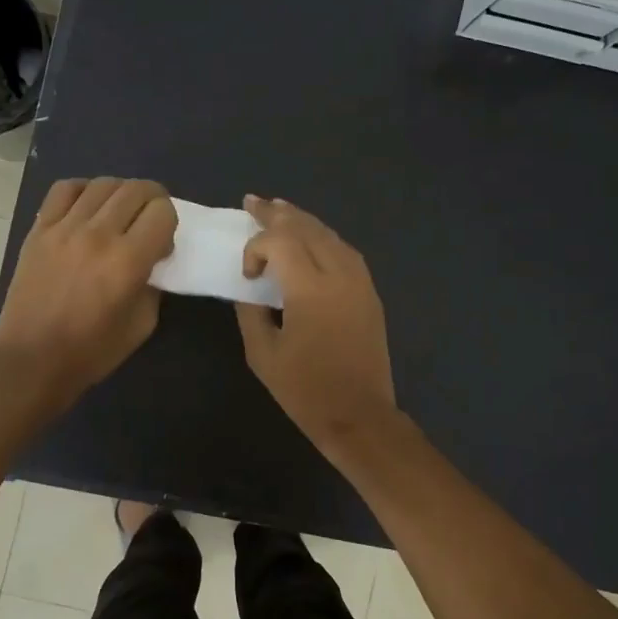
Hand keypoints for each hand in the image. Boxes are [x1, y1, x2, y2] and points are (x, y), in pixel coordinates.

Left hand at [0, 178, 176, 404]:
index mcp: (127, 261)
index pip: (162, 212)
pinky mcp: (39, 230)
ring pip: (103, 184)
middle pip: (136, 189)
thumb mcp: (142, 324)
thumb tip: (151, 259)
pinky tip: (88, 208)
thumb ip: (153, 284)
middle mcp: (98, 235)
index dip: (170, 223)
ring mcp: (64, 228)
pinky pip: (65, 189)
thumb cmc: (92, 351)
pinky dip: (84, 190)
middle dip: (153, 200)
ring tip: (120, 213)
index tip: (161, 245)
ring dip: (121, 193)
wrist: (32, 360)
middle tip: (149, 221)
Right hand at [235, 196, 397, 448]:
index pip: (280, 242)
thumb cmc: (305, 391)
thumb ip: (250, 312)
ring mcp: (360, 282)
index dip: (256, 247)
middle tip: (252, 202)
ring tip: (279, 208)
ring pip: (329, 234)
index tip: (247, 274)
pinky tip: (311, 237)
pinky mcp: (370, 292)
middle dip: (276, 213)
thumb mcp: (262, 354)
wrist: (359, 416)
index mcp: (310, 290)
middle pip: (306, 228)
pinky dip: (323, 237)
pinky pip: (345, 250)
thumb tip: (247, 287)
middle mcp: (339, 275)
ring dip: (302, 220)